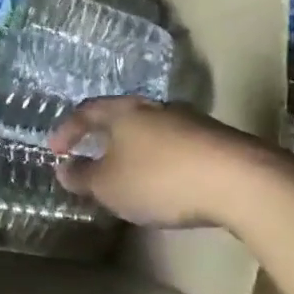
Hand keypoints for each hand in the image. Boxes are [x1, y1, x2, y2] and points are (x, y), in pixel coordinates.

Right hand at [49, 97, 268, 226]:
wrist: (238, 179)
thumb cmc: (160, 179)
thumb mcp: (110, 186)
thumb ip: (83, 177)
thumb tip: (64, 168)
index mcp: (123, 112)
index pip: (86, 111)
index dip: (67, 130)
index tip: (54, 150)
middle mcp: (154, 107)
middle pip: (121, 116)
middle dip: (102, 135)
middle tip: (89, 153)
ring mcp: (188, 120)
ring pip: (150, 129)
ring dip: (133, 147)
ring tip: (126, 171)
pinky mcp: (214, 139)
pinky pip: (175, 145)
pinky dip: (160, 159)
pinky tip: (163, 180)